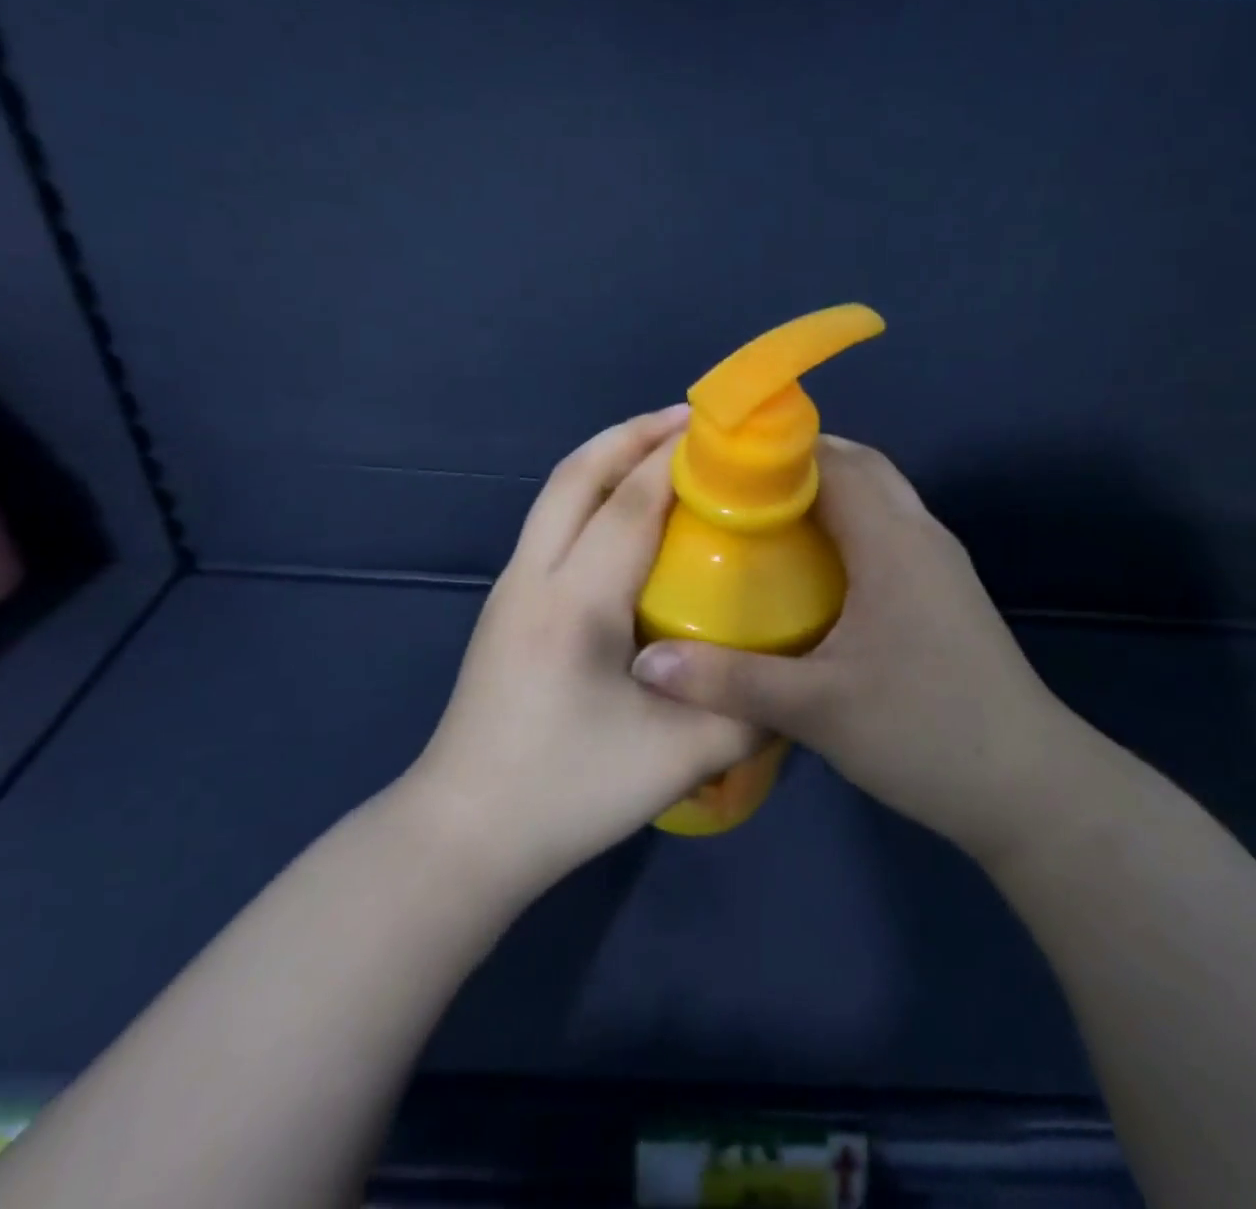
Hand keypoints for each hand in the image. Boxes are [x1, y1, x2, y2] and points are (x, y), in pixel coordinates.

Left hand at [407, 407, 760, 896]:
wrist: (462, 834)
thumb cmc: (565, 792)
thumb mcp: (677, 759)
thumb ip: (745, 711)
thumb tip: (793, 680)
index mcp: (575, 601)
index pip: (630, 502)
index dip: (675, 458)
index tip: (720, 431)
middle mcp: (534, 576)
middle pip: (577, 475)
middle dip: (631, 434)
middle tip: (688, 422)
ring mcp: (511, 588)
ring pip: (556, 494)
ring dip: (606, 459)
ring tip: (660, 453)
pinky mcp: (506, 607)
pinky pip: (551, 523)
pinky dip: (590, 494)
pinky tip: (626, 520)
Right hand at [630, 437, 1096, 866]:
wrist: (1030, 788)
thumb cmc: (925, 732)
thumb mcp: (816, 708)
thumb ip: (728, 682)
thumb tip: (645, 665)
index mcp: (892, 541)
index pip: (834, 460)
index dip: (777, 450)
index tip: (720, 459)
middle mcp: (920, 535)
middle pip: (860, 468)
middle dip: (798, 464)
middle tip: (734, 487)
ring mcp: (939, 564)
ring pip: (878, 500)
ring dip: (826, 494)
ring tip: (761, 518)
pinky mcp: (944, 593)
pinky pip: (888, 533)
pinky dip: (847, 527)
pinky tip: (810, 569)